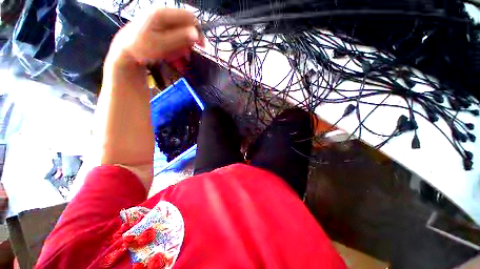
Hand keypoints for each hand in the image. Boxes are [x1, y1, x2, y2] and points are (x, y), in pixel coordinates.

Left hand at [108, 8, 203, 67]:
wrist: (126, 50)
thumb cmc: (142, 48)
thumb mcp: (162, 45)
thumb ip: (180, 39)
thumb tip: (196, 34)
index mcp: (163, 13)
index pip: (190, 17)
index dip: (198, 31)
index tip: (201, 46)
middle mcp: (163, 13)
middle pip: (186, 24)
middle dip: (189, 40)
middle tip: (187, 55)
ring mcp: (161, 19)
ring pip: (181, 31)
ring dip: (183, 45)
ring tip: (178, 57)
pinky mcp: (161, 26)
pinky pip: (175, 35)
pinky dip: (177, 45)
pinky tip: (173, 54)